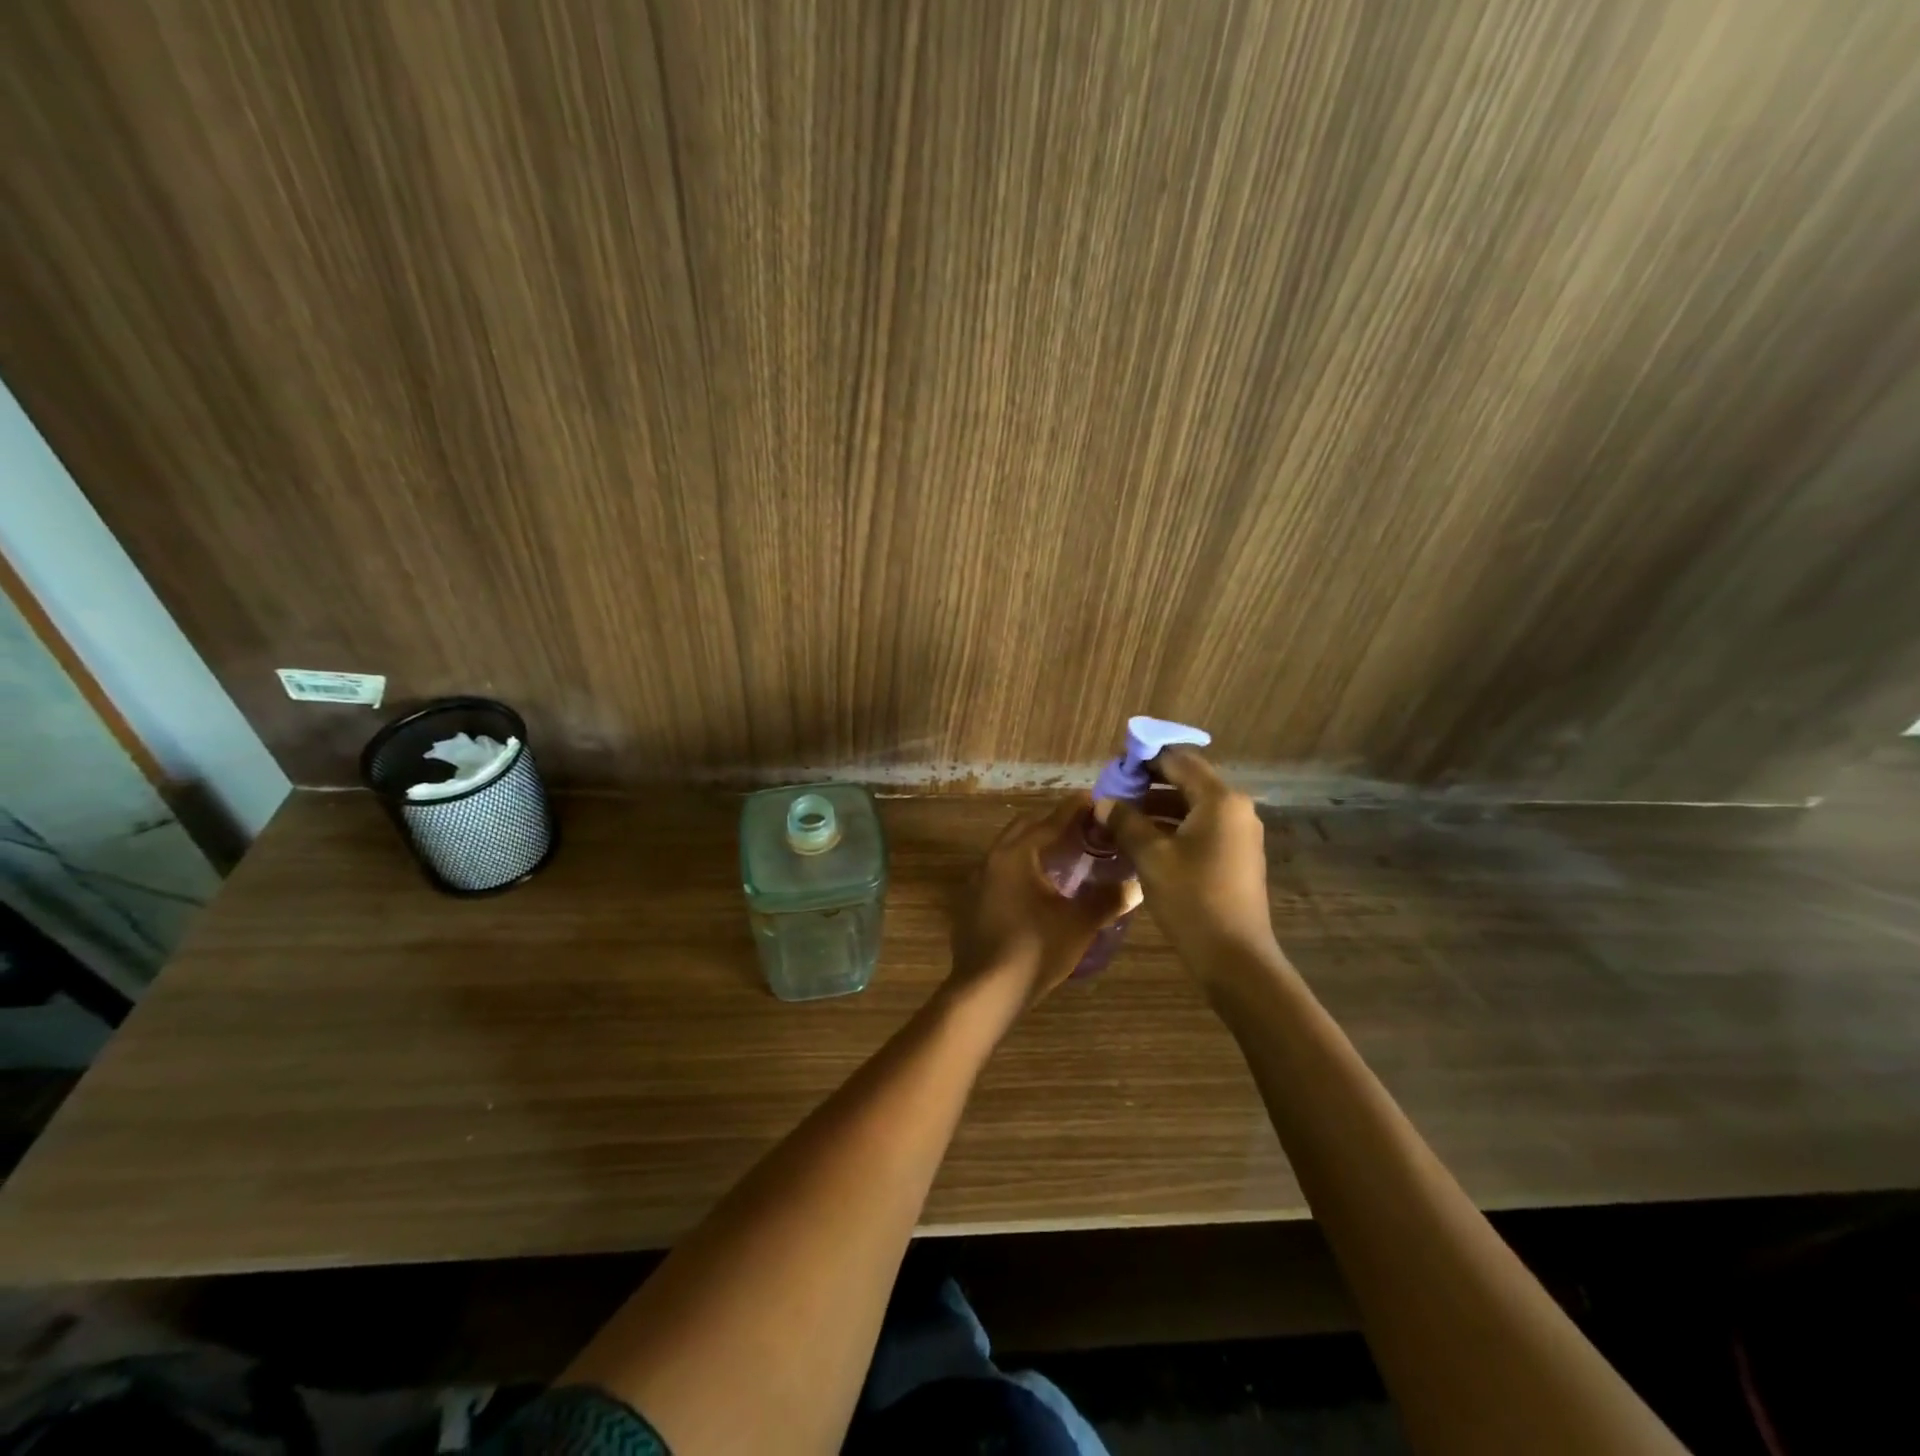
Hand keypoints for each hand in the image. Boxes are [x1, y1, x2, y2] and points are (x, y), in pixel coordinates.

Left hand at [950, 796, 1131, 1008]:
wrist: (985, 992)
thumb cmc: (1034, 949)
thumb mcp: (1079, 924)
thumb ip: (1108, 899)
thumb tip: (1135, 884)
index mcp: (1015, 855)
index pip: (1049, 822)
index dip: (1074, 810)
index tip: (1093, 799)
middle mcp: (991, 860)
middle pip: (1024, 831)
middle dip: (1052, 826)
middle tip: (1082, 830)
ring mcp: (976, 884)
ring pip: (1009, 853)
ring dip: (1034, 849)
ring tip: (1064, 859)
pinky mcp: (970, 905)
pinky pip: (999, 876)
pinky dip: (1020, 872)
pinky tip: (1037, 892)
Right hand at [1105, 747, 1275, 968]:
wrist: (1235, 958)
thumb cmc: (1192, 899)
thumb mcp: (1151, 857)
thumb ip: (1125, 822)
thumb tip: (1102, 802)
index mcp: (1219, 799)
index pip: (1178, 760)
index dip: (1145, 759)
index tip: (1114, 767)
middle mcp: (1235, 808)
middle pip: (1187, 781)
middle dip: (1148, 784)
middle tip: (1113, 793)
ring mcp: (1239, 833)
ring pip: (1192, 806)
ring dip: (1157, 808)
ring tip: (1121, 818)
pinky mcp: (1236, 856)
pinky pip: (1200, 828)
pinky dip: (1172, 827)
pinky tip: (1143, 841)